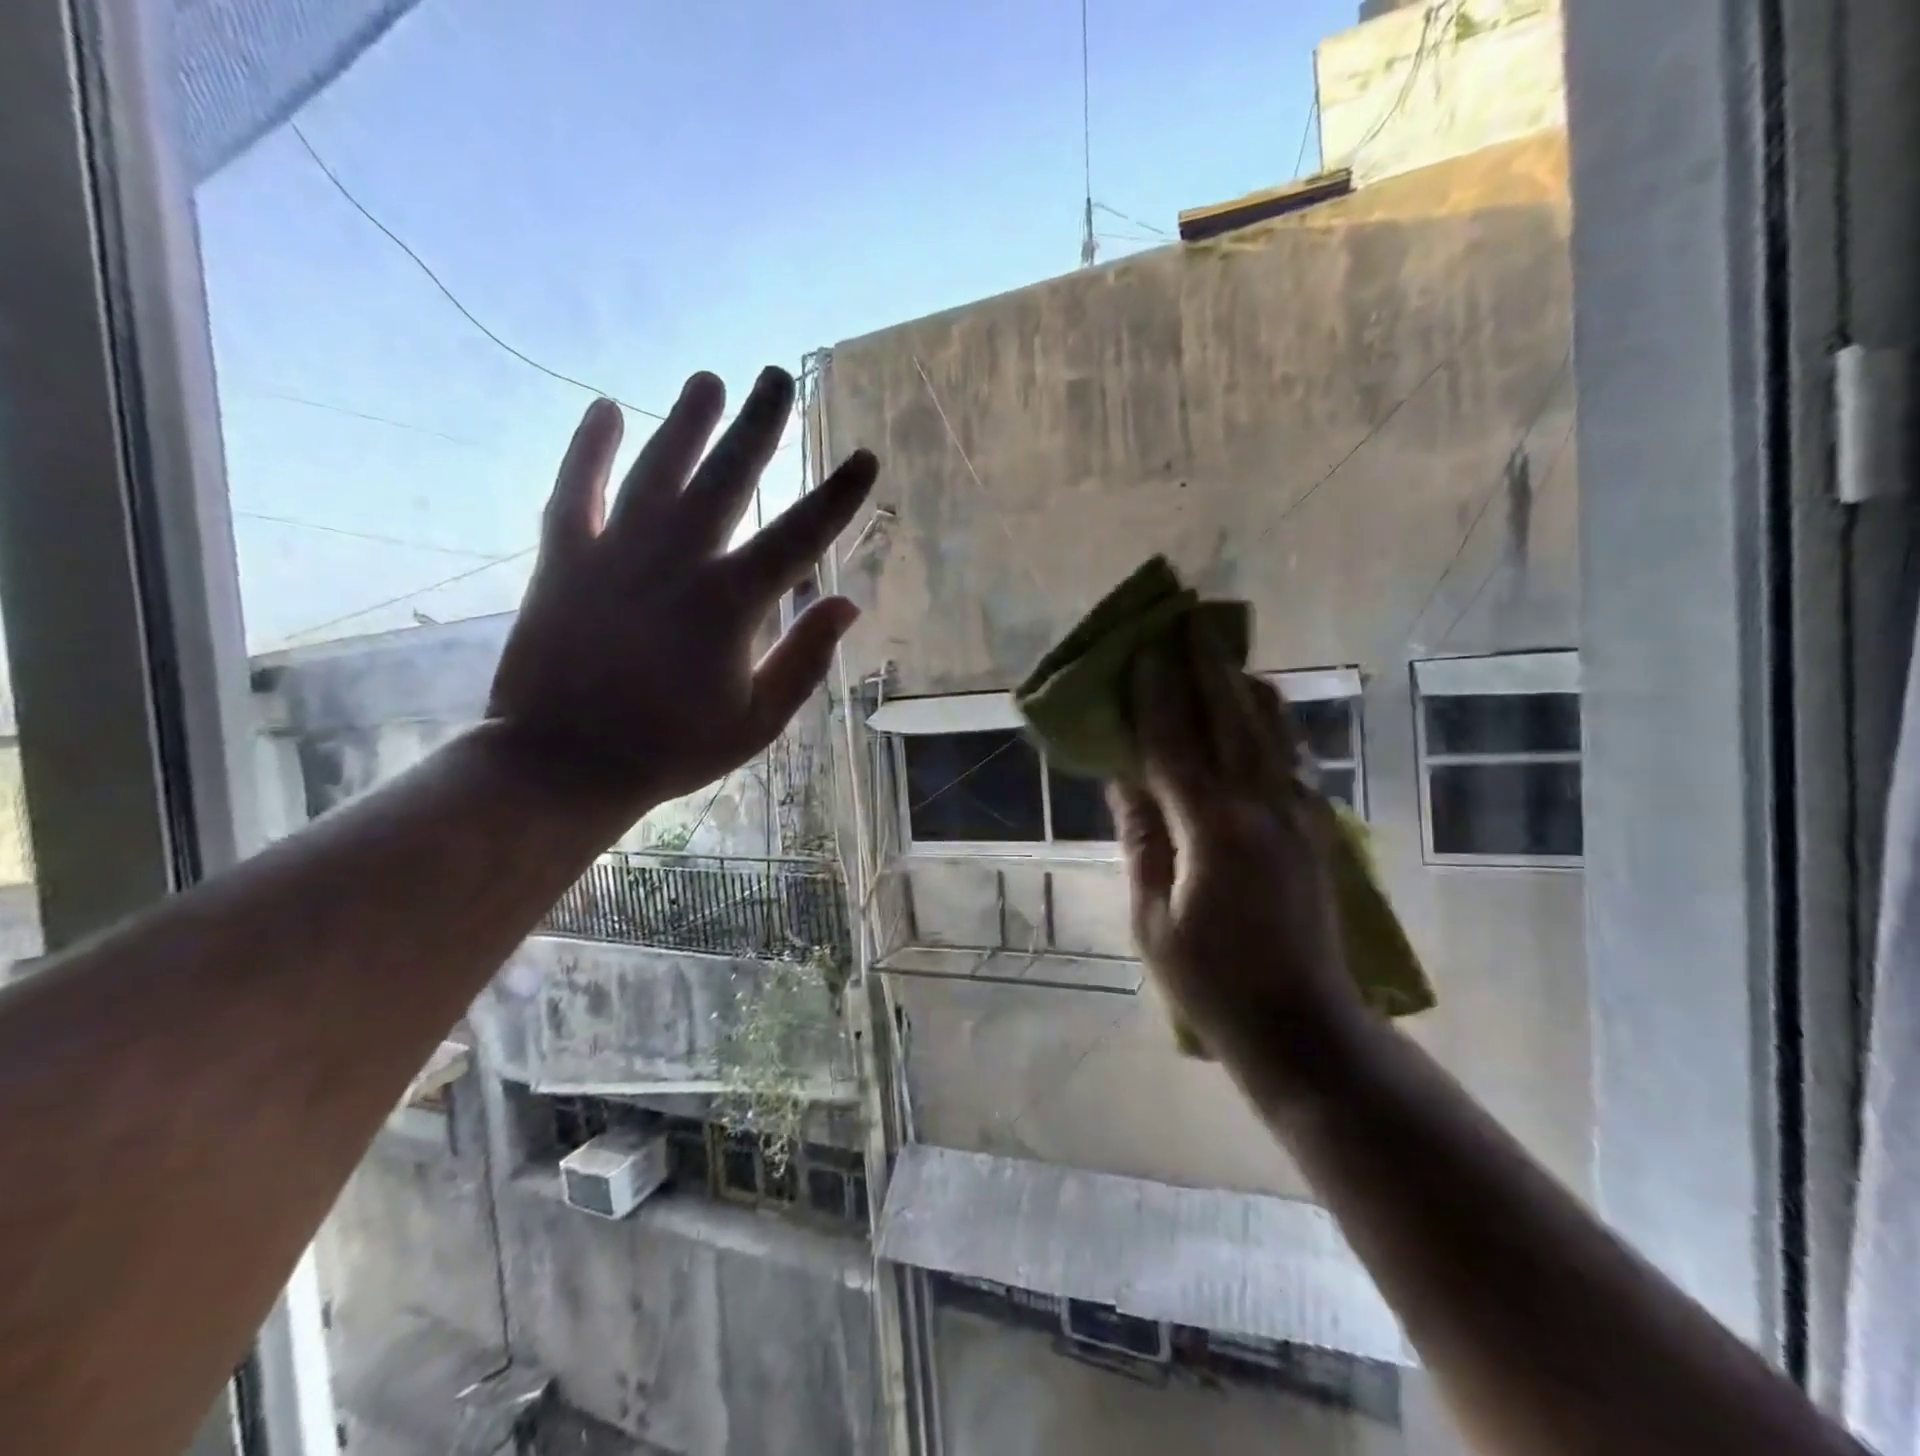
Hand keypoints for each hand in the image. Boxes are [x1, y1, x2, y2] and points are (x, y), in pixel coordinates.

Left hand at [489, 366, 875, 808]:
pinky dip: (590, 448)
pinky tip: (606, 409)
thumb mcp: (756, 721)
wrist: (564, 763)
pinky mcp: (563, 559)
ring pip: (659, 468)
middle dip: (759, 425)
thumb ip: (804, 659)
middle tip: (778, 377)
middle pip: (728, 476)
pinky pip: (576, 489)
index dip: (839, 496)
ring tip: (708, 380)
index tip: (864, 458)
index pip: (801, 535)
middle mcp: (678, 560)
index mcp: (731, 603)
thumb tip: (847, 603)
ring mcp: (616, 552)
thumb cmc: (671, 749)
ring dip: (687, 422)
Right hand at [1108, 634, 1365, 1075]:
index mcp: (1213, 830)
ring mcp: (1300, 815)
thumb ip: (1141, 837)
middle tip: (1188, 621)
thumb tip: (1123, 777)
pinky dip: (1268, 724)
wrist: (1304, 1028)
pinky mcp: (1317, 829)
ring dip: (1243, 687)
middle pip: (1232, 718)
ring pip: (1273, 730)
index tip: (1144, 649)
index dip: (1156, 694)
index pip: (1175, 743)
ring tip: (1222, 656)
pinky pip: (1290, 758)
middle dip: (1207, 666)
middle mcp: (1263, 808)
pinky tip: (1256, 714)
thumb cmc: (1211, 982)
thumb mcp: (1153, 915)